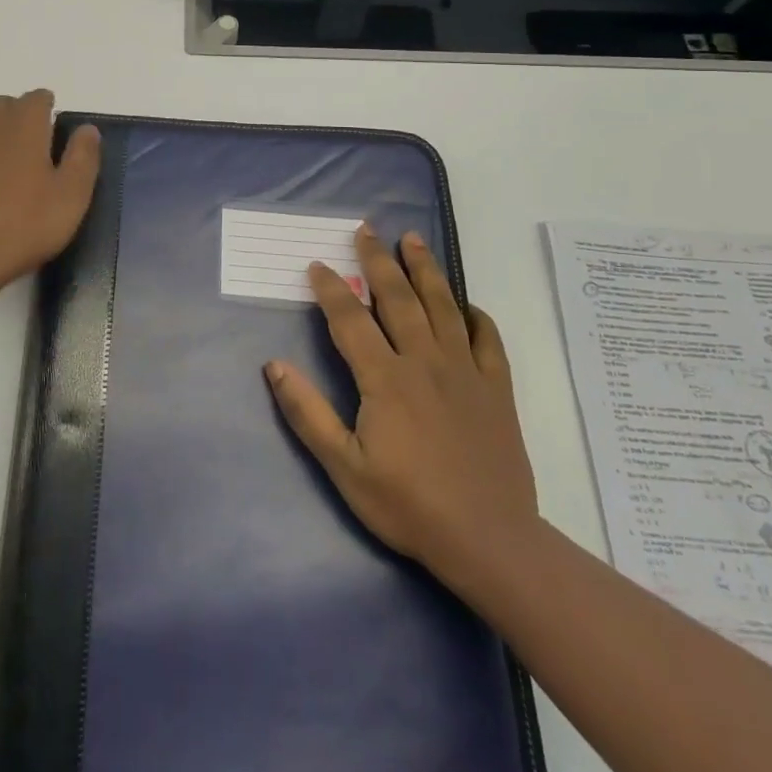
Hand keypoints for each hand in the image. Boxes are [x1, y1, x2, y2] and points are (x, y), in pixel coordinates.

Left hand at [0, 91, 100, 293]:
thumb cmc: (29, 223)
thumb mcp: (72, 193)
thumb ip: (83, 156)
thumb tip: (87, 129)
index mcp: (24, 127)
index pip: (36, 98)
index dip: (49, 106)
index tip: (60, 127)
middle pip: (5, 104)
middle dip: (22, 112)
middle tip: (41, 139)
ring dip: (0, 127)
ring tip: (17, 154)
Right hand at [264, 224, 538, 596]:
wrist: (490, 542)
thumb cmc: (409, 505)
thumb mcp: (344, 467)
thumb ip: (307, 413)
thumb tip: (274, 365)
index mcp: (385, 378)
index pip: (350, 319)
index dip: (330, 288)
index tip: (316, 264)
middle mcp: (424, 362)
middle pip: (398, 298)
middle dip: (378, 260)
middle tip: (366, 230)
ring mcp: (465, 372)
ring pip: (443, 307)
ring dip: (425, 270)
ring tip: (413, 239)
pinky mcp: (497, 390)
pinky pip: (488, 341)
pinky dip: (477, 316)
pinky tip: (467, 304)